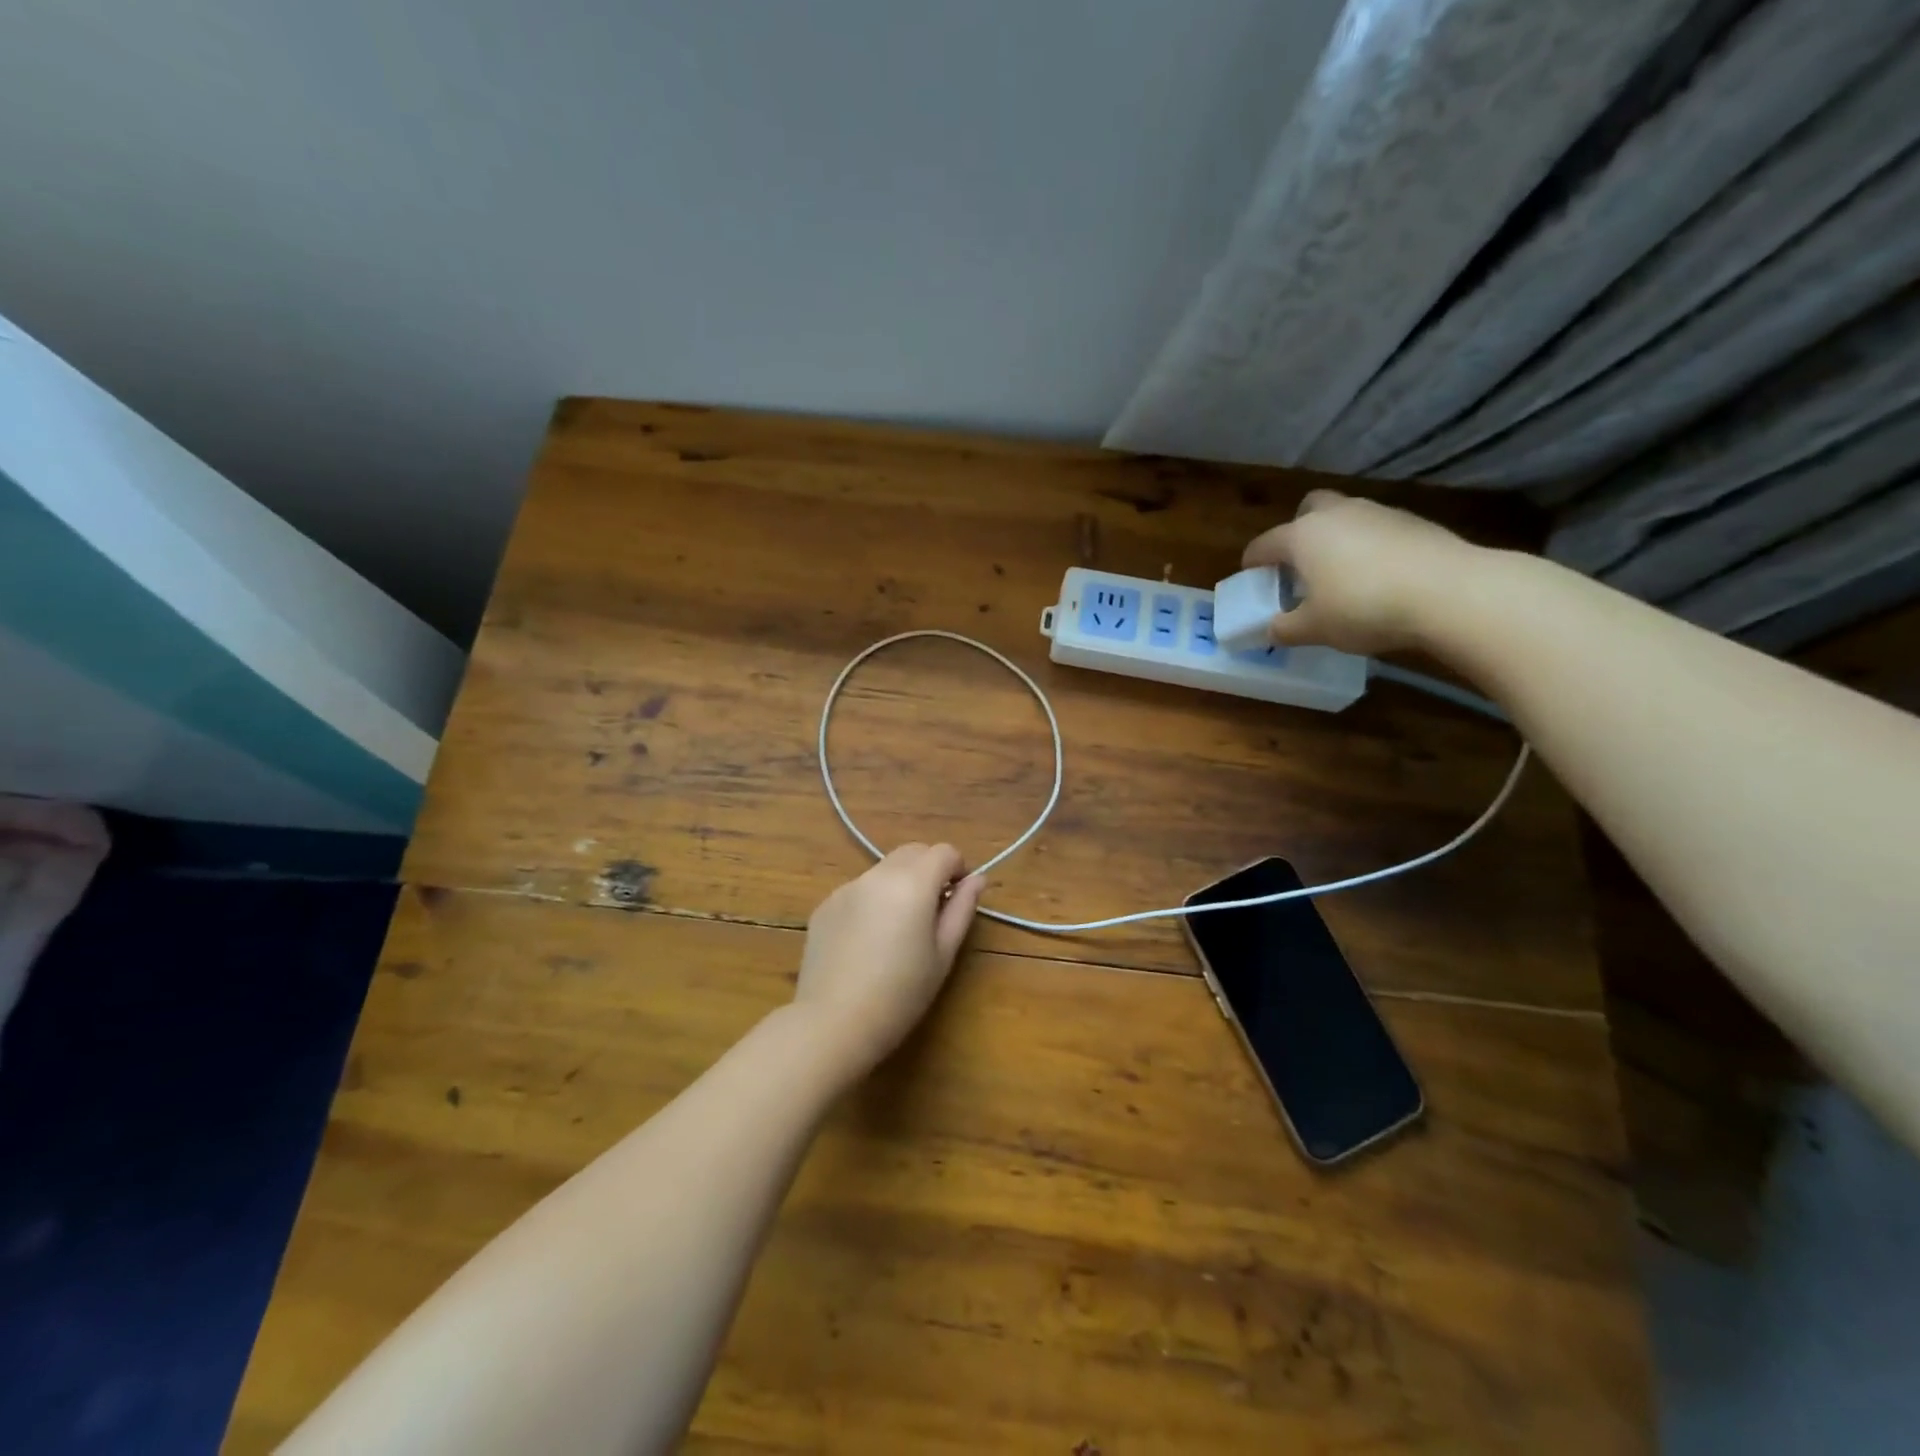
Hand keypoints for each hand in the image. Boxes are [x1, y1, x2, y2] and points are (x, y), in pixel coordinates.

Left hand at [793, 844, 985, 1073]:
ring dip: (900, 883)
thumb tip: (976, 879)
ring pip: (884, 869)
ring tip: (898, 929)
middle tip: (933, 911)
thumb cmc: (901, 994)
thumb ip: (962, 909)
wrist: (833, 1023)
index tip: (958, 898)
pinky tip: (867, 942)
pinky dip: (872, 901)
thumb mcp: (943, 954)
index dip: (958, 869)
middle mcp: (877, 875)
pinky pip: (859, 890)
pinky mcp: (825, 905)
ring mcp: (847, 888)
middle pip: (913, 852)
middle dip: (929, 870)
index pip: (944, 852)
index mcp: (912, 883)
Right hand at [1242, 490, 1480, 655]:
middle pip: (1307, 509)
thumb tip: (1270, 630)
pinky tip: (1377, 577)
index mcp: (1302, 536)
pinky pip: (1376, 530)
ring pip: (1345, 517)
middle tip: (1299, 564)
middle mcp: (1336, 514)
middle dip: (1298, 531)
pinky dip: (1369, 547)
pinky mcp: (1413, 522)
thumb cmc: (1362, 607)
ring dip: (1336, 539)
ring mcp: (1377, 513)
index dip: (1253, 562)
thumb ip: (1285, 629)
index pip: (1264, 544)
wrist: (1448, 591)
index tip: (1250, 576)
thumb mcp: (1314, 629)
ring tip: (1340, 575)